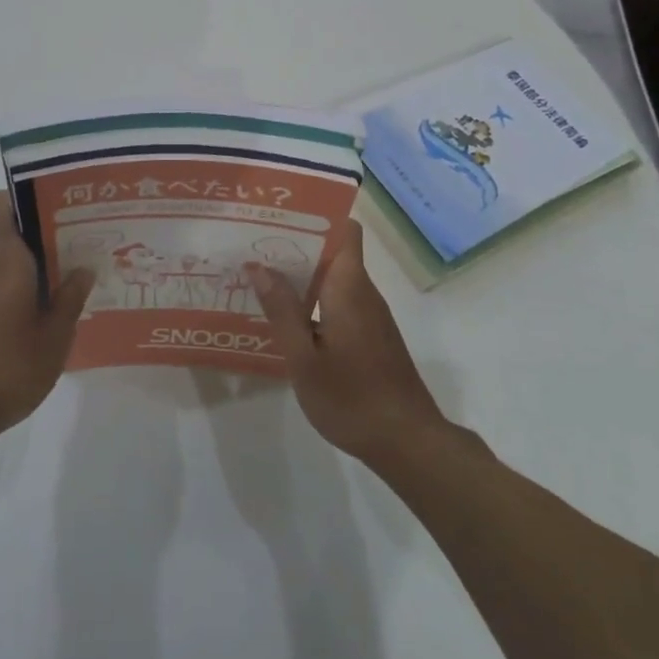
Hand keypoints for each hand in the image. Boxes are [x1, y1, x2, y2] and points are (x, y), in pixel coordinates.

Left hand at [0, 191, 95, 446]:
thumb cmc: (6, 369)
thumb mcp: (54, 338)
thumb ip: (70, 299)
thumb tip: (83, 269)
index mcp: (5, 259)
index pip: (1, 204)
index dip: (26, 195)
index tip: (61, 204)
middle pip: (10, 228)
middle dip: (45, 228)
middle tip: (84, 238)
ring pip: (7, 256)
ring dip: (37, 259)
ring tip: (76, 271)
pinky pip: (1, 280)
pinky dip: (24, 283)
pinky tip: (50, 307)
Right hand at [249, 220, 447, 467]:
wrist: (407, 442)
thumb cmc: (352, 397)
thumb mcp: (304, 358)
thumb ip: (281, 310)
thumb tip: (258, 266)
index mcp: (348, 286)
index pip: (344, 229)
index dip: (315, 216)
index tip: (279, 216)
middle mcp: (363, 292)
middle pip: (332, 251)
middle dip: (295, 245)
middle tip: (251, 247)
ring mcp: (369, 315)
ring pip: (333, 279)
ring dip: (301, 275)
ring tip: (258, 277)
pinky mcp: (370, 336)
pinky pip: (338, 302)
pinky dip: (312, 301)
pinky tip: (284, 318)